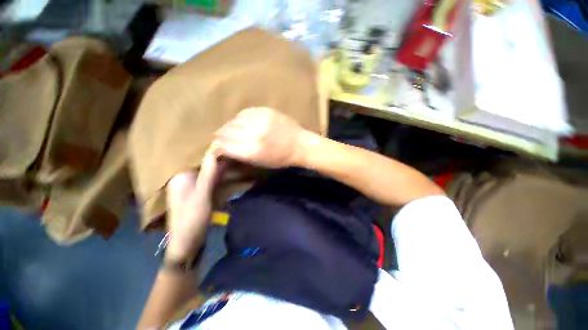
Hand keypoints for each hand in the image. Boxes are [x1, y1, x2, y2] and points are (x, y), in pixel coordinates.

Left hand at [165, 151, 224, 260]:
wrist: (187, 244)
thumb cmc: (192, 218)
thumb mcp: (202, 195)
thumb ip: (209, 173)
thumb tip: (215, 150)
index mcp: (180, 177)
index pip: (194, 156)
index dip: (208, 148)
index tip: (223, 141)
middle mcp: (183, 179)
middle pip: (200, 163)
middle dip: (214, 156)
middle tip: (230, 147)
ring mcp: (191, 187)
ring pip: (206, 171)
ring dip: (217, 165)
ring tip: (231, 156)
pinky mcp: (198, 193)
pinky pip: (209, 179)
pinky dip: (217, 175)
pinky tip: (227, 170)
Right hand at [214, 108, 308, 167]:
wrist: (300, 144)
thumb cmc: (281, 158)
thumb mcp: (259, 163)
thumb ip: (240, 154)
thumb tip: (223, 148)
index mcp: (252, 151)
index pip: (223, 145)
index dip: (218, 147)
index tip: (218, 148)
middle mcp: (253, 134)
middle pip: (225, 131)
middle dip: (221, 137)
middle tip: (224, 139)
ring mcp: (259, 119)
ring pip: (232, 120)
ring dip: (230, 127)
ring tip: (233, 131)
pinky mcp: (265, 110)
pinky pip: (243, 113)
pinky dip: (240, 119)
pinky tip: (244, 123)